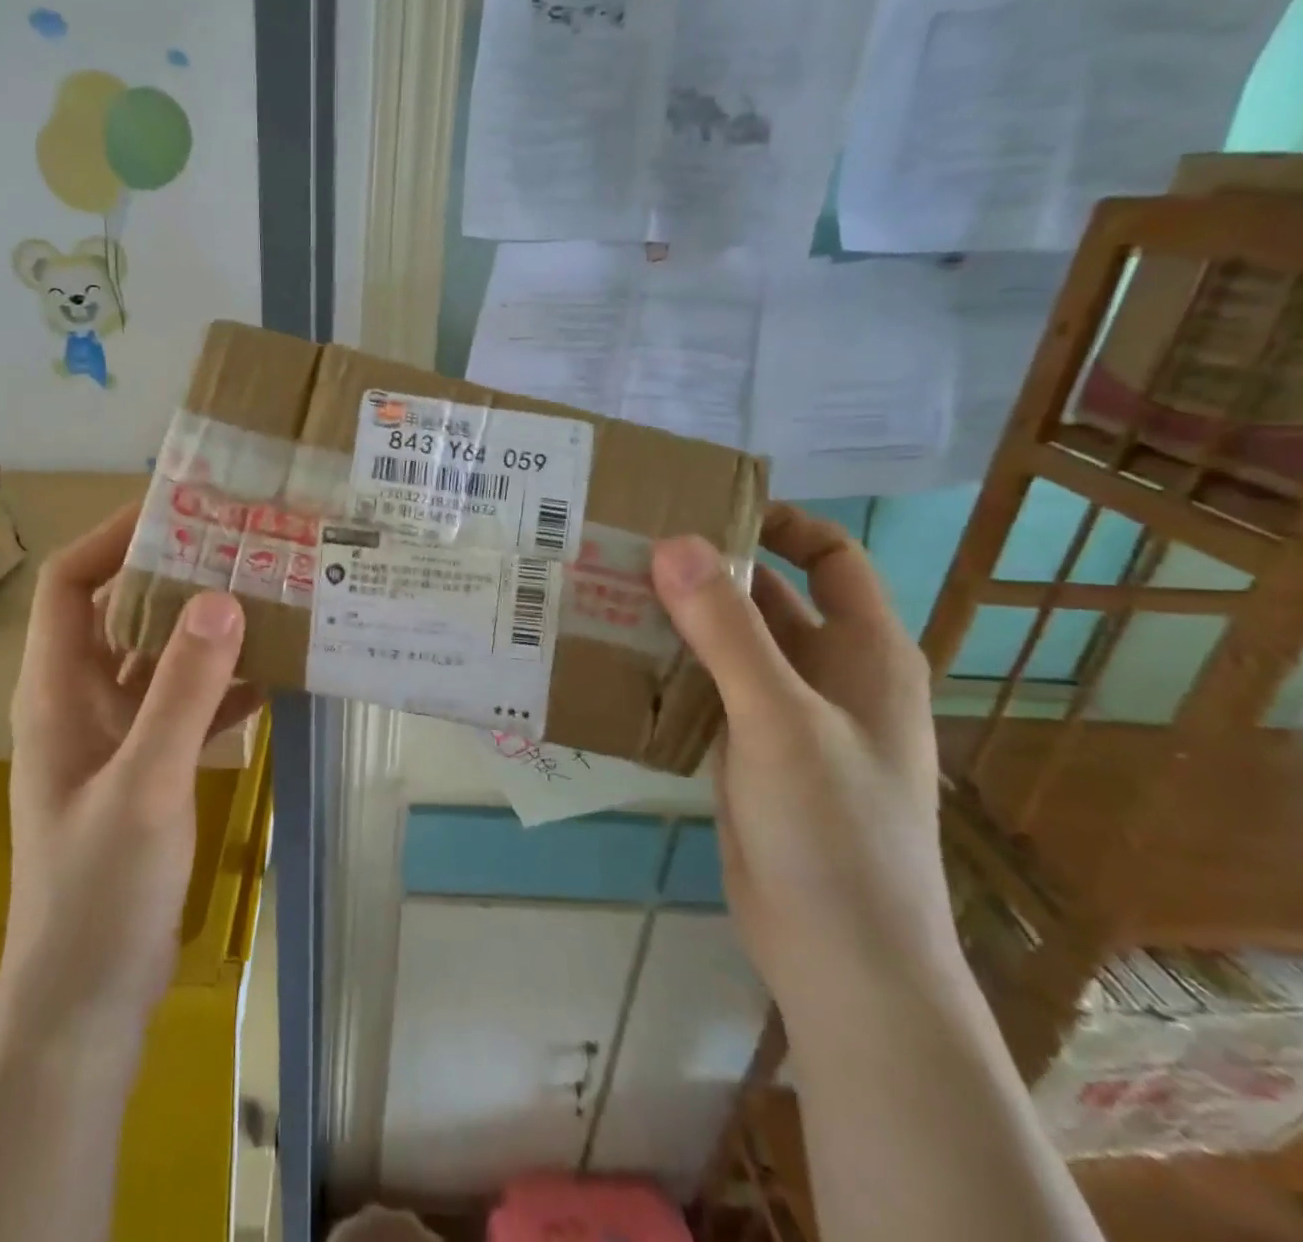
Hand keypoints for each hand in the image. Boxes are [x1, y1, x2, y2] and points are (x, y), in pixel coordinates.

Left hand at [4, 504, 261, 1037]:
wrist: (84, 1005)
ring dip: (204, 630)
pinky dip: (220, 687)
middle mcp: (80, 701)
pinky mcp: (144, 770)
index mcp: (56, 691)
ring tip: (267, 594)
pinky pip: (183, 706)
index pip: (71, 582)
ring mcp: (112, 738)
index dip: (114, 537)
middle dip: (174, 575)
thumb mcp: (147, 784)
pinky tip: (272, 677)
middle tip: (242, 544)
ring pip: (158, 659)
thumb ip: (182, 691)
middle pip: (120, 612)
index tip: (179, 509)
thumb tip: (220, 597)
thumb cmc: (99, 894)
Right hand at [649, 504, 958, 1008]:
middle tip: (624, 548)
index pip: (830, 556)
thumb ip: (727, 630)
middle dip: (703, 571)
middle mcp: (827, 674)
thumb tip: (673, 542)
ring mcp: (784, 716)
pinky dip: (668, 670)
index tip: (702, 510)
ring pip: (728, 646)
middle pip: (766, 598)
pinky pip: (705, 691)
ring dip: (677, 621)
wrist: (839, 958)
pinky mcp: (747, 753)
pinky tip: (615, 661)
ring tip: (605, 593)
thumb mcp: (779, 719)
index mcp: (864, 651)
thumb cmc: (833, 830)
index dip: (778, 524)